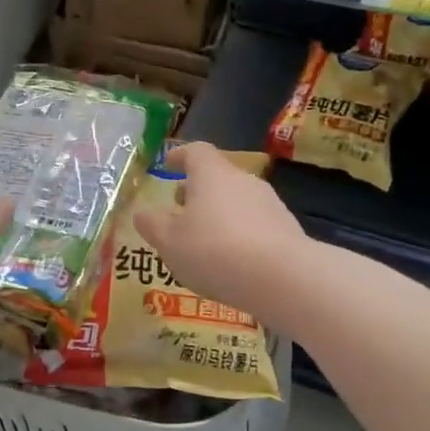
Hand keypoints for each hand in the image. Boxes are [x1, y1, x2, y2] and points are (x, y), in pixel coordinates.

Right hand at [133, 142, 310, 322]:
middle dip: (198, 191)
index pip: (196, 151)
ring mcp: (271, 204)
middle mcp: (243, 181)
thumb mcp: (169, 241)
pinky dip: (241, 236)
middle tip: (181, 210)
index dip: (180, 156)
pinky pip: (256, 226)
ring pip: (238, 202)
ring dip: (220, 215)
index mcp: (212, 174)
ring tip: (205, 243)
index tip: (169, 165)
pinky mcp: (288, 231)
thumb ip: (152, 224)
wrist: (283, 279)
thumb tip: (142, 212)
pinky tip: (233, 262)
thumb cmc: (214, 251)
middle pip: (218, 177)